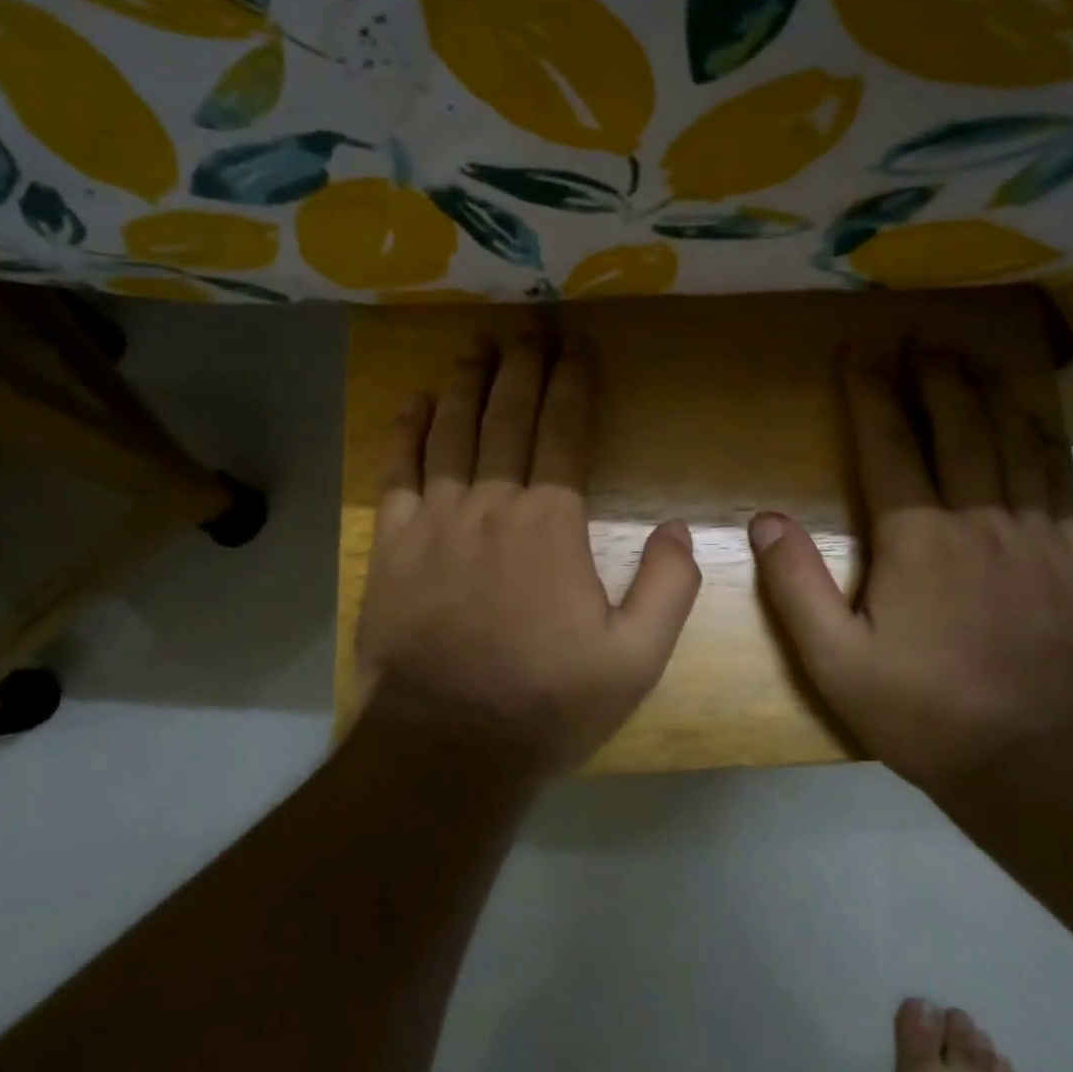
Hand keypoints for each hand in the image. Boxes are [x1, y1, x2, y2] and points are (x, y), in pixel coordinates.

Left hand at [355, 337, 701, 780]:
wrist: (446, 745)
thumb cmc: (544, 702)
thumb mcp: (635, 660)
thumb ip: (669, 588)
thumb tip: (679, 529)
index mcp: (550, 524)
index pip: (563, 431)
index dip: (571, 382)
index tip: (576, 346)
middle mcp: (492, 504)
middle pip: (507, 416)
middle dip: (521, 366)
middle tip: (528, 325)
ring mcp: (436, 520)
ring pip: (452, 432)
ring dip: (466, 383)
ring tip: (476, 344)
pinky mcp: (393, 545)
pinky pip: (398, 472)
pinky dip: (407, 431)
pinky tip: (415, 402)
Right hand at [749, 346, 1072, 792]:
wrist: (1041, 765)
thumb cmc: (925, 712)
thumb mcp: (836, 663)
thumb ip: (796, 587)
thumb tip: (766, 519)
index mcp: (918, 538)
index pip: (889, 443)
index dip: (870, 391)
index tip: (858, 351)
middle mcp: (980, 518)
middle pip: (958, 424)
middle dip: (933, 374)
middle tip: (917, 337)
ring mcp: (1038, 533)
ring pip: (1015, 439)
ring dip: (989, 391)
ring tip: (971, 357)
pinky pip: (1063, 477)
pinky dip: (1045, 437)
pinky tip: (1034, 419)